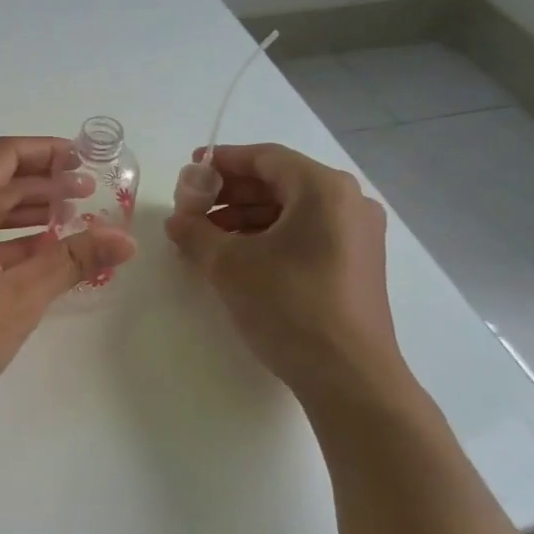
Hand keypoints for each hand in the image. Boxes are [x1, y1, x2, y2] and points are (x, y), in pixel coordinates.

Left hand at [0, 136, 136, 429]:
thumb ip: (73, 260)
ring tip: (70, 222)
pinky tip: (35, 255)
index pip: (3, 156)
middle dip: (41, 185)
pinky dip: (1, 241)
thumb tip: (126, 240)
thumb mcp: (20, 297)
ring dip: (23, 214)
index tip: (83, 160)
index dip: (46, 152)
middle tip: (88, 195)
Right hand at [164, 143, 402, 393]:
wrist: (348, 376)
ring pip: (291, 210)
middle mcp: (348, 202)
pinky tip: (237, 257)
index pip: (265, 157)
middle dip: (230, 193)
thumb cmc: (288, 305)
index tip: (188, 172)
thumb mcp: (229, 265)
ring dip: (246, 217)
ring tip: (206, 238)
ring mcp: (357, 234)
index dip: (222, 162)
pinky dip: (269, 237)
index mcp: (323, 189)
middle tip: (191, 209)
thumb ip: (195, 233)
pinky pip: (305, 234)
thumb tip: (177, 221)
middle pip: (279, 182)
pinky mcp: (355, 264)